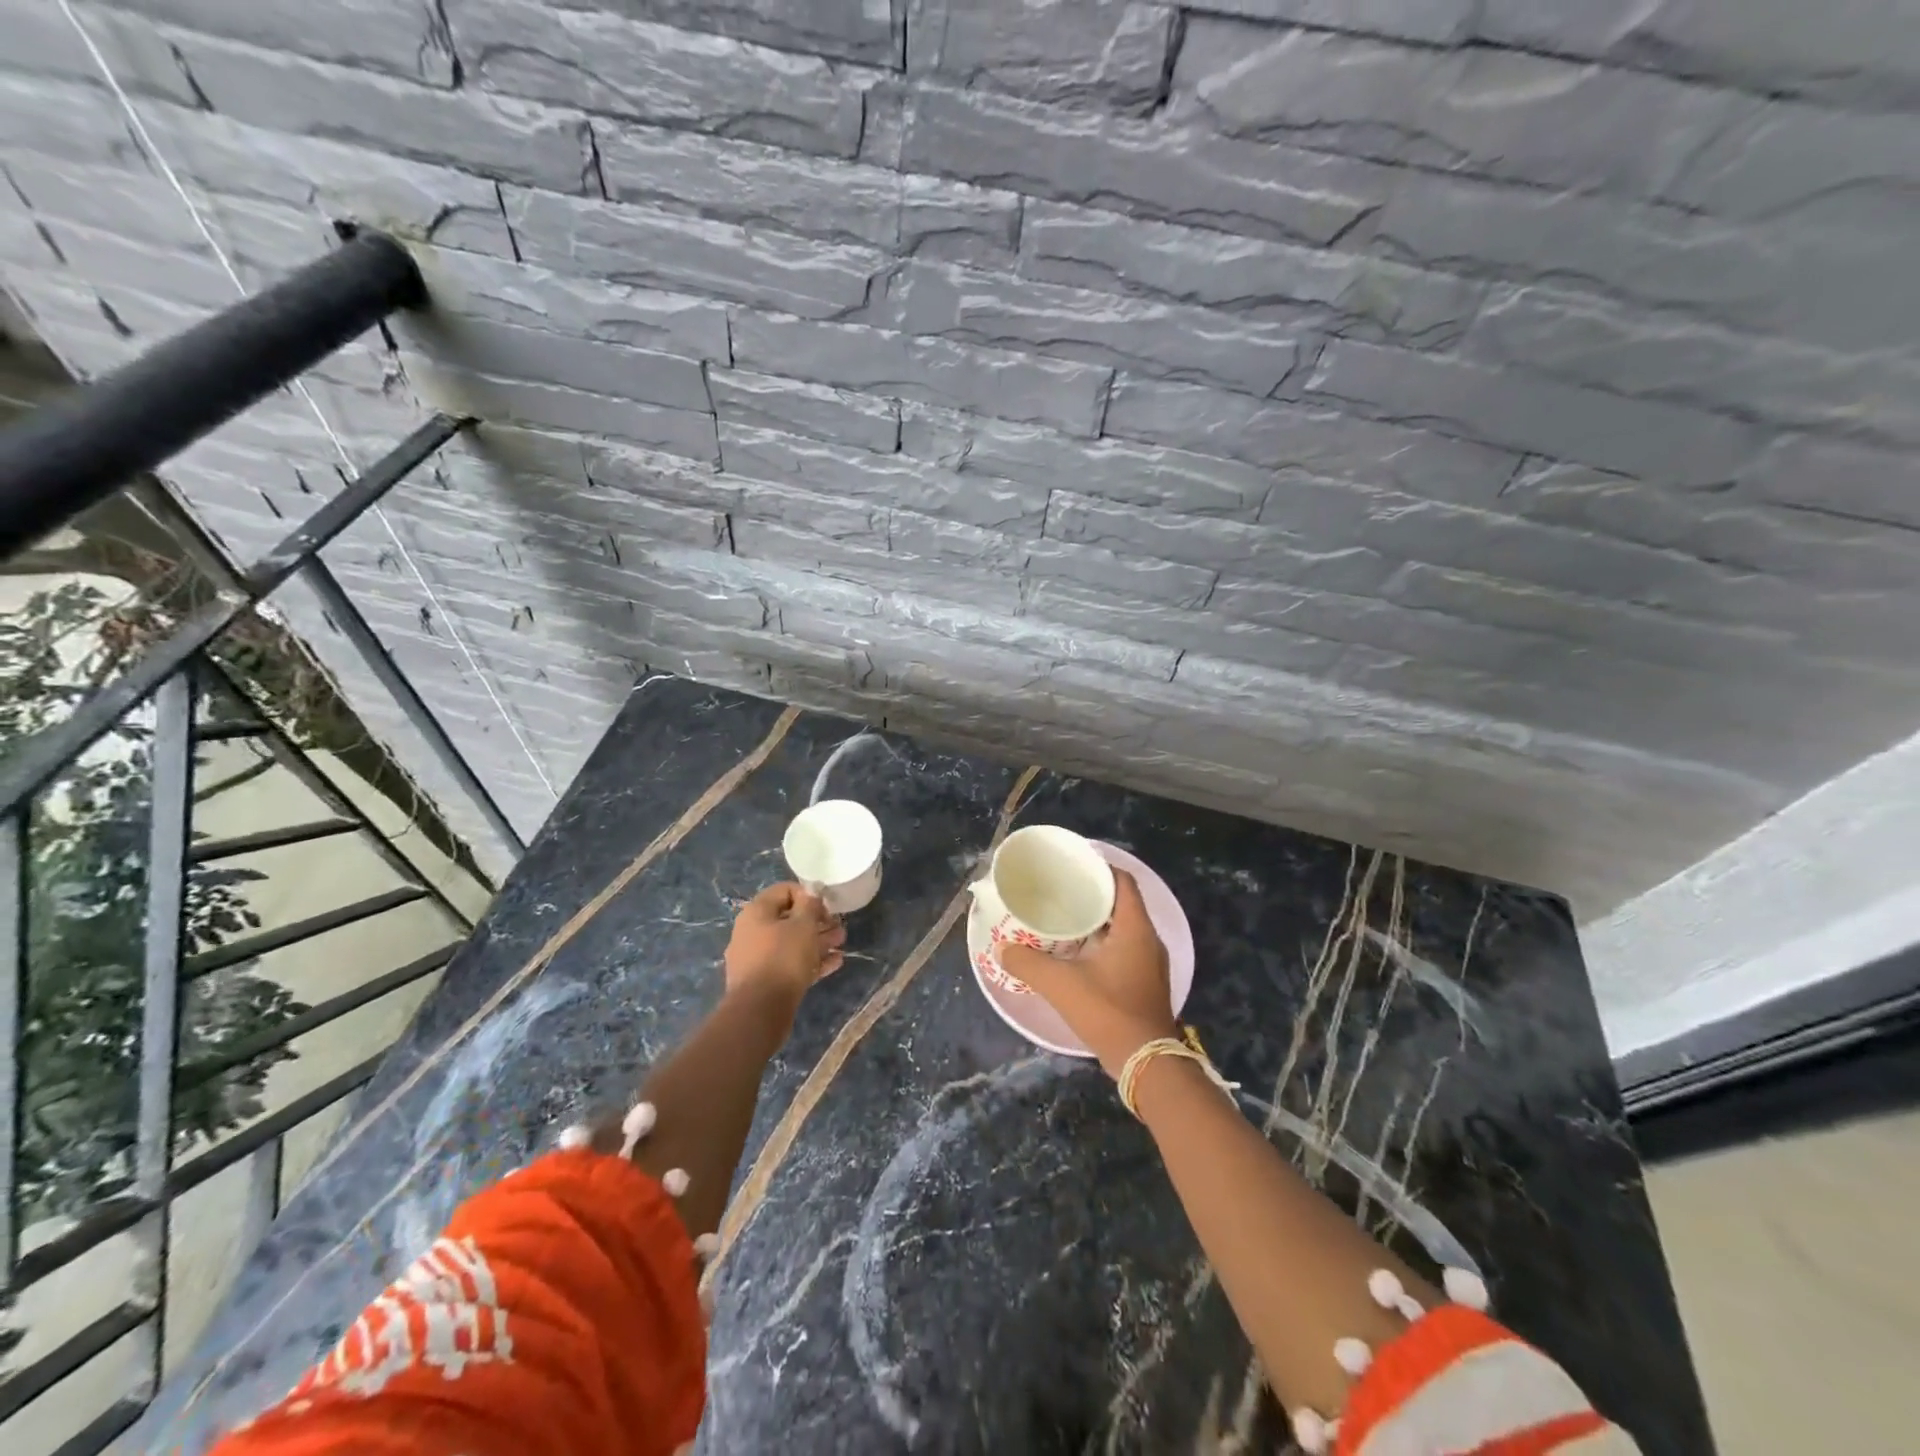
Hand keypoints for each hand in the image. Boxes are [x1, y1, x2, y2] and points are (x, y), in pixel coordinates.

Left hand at [724, 882, 845, 1005]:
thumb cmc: (783, 957)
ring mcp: (756, 958)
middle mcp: (752, 931)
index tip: (826, 906)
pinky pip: (789, 964)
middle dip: (816, 921)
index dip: (808, 894)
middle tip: (839, 926)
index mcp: (756, 912)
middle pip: (788, 919)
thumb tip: (812, 893)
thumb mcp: (803, 925)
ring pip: (791, 943)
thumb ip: (810, 905)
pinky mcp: (764, 981)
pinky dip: (810, 961)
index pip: (784, 891)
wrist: (760, 1010)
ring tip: (841, 942)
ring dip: (817, 941)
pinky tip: (835, 963)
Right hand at [1000, 870, 1177, 1077]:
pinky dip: (1102, 943)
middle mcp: (1148, 939)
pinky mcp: (1146, 982)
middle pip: (1121, 903)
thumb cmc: (1108, 1012)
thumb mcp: (1061, 984)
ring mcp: (1150, 963)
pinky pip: (1124, 948)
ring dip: (1096, 921)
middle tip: (1060, 891)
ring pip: (1123, 928)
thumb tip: (1001, 949)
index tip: (1072, 866)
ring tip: (1064, 918)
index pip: (1122, 881)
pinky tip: (1076, 952)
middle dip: (1092, 895)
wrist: (1145, 1063)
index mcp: (1135, 928)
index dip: (1099, 868)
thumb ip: (1028, 964)